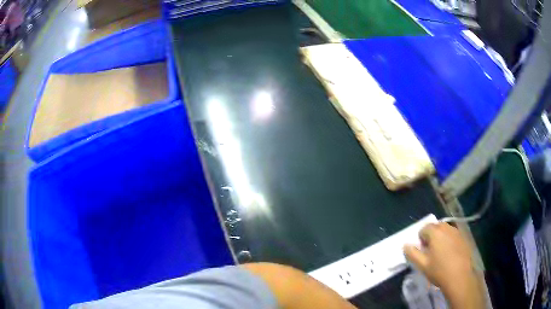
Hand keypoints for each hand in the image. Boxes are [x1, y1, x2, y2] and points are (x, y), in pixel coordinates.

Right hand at [404, 223, 484, 308]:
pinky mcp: (464, 238)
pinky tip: (450, 253)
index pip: (424, 228)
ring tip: (440, 252)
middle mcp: (447, 228)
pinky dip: (449, 240)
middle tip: (430, 251)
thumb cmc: (439, 271)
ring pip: (445, 229)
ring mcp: (457, 232)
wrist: (459, 277)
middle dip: (431, 235)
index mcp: (435, 233)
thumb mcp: (422, 265)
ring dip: (440, 237)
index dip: (420, 238)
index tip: (422, 250)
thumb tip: (405, 245)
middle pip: (436, 226)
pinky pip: (453, 235)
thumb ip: (412, 253)